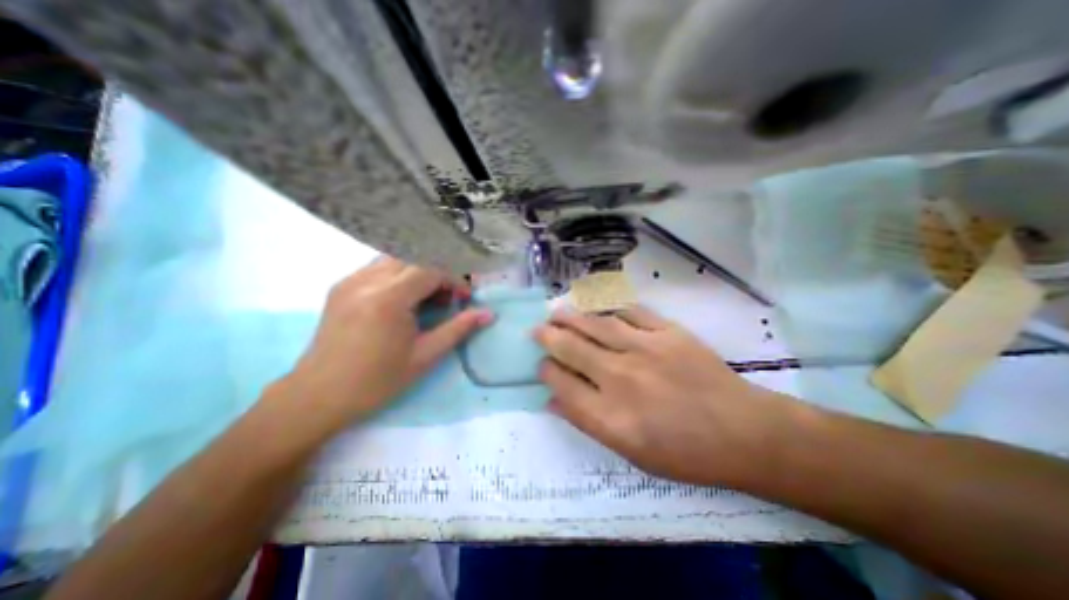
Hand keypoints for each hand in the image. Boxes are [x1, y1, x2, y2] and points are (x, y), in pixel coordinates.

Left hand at [273, 257, 492, 429]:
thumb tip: (488, 314)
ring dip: (418, 272)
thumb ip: (458, 329)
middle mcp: (367, 280)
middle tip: (447, 299)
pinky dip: (400, 276)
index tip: (465, 298)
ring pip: (396, 258)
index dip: (454, 279)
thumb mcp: (425, 356)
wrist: (318, 396)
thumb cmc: (377, 381)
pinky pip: (379, 267)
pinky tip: (402, 300)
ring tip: (426, 299)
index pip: (431, 268)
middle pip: (414, 257)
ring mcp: (350, 280)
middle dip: (438, 273)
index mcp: (389, 298)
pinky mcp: (341, 286)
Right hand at [535, 305, 790, 487]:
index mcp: (610, 415)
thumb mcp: (630, 453)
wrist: (742, 432)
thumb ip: (587, 423)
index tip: (542, 365)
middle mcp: (621, 378)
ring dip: (572, 317)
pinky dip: (609, 308)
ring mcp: (645, 350)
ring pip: (596, 325)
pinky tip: (597, 307)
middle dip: (548, 337)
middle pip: (572, 349)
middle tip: (537, 329)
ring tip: (556, 312)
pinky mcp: (668, 332)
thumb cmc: (684, 452)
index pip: (562, 384)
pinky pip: (630, 312)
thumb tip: (553, 401)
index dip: (546, 371)